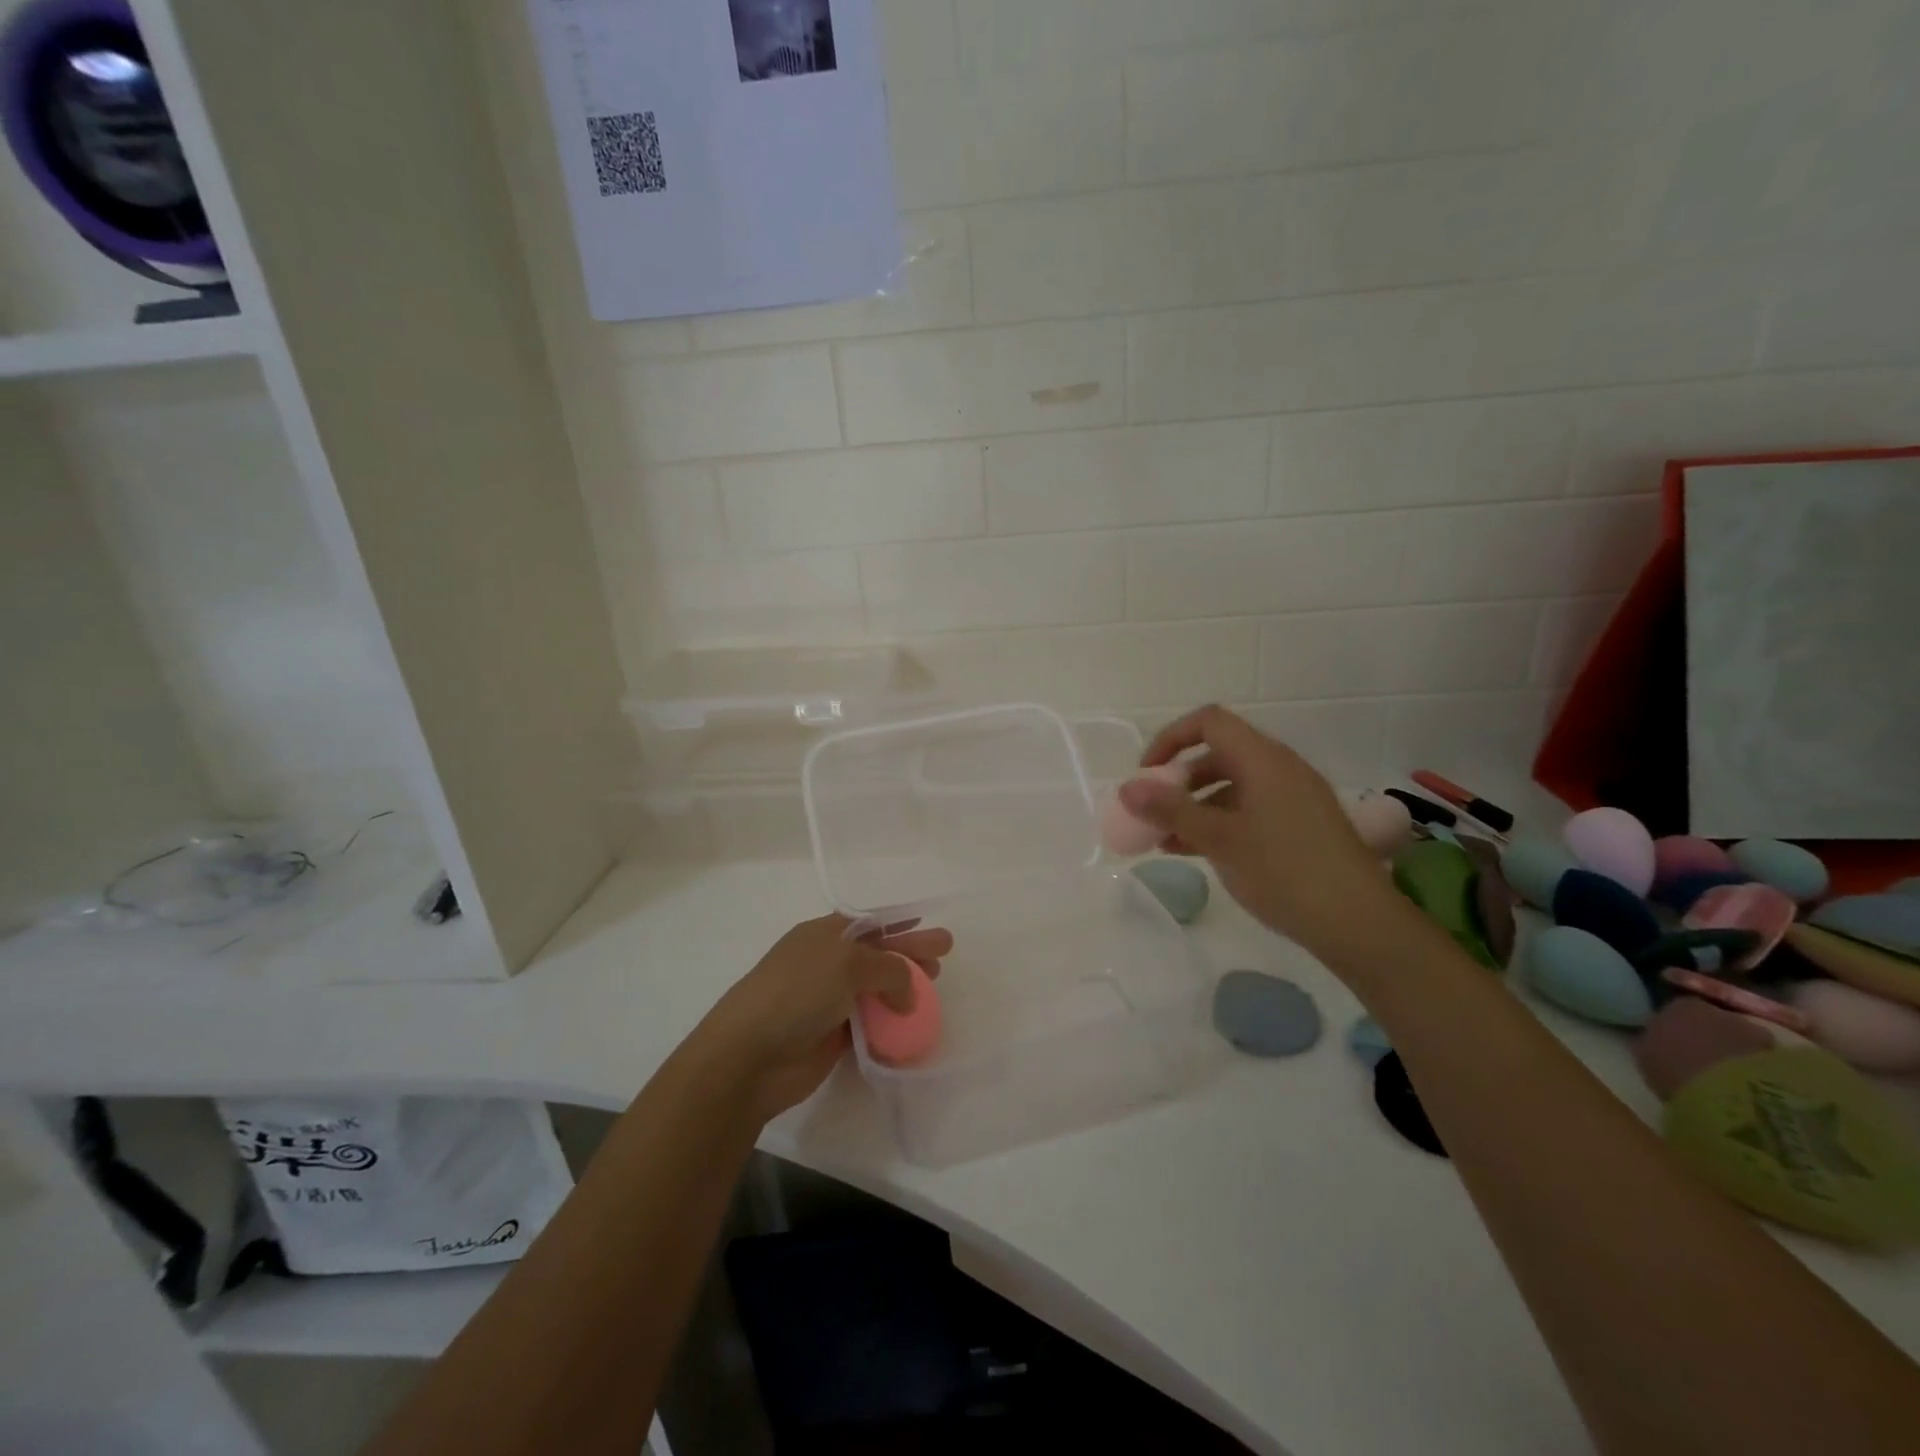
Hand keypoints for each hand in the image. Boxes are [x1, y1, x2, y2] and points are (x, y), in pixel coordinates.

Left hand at [697, 914, 953, 1121]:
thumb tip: (908, 994)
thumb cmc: (797, 992)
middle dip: (911, 951)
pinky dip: (892, 1022)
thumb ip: (889, 969)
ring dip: (905, 988)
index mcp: (825, 934)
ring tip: (935, 987)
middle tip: (944, 955)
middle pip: (879, 953)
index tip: (927, 923)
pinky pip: (871, 1023)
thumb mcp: (847, 963)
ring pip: (877, 989)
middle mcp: (827, 963)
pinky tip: (913, 1024)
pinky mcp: (833, 1036)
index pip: (871, 923)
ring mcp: (829, 1001)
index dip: (899, 922)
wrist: (750, 1055)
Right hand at [1120, 704, 1394, 955]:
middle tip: (1152, 810)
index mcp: (1263, 759)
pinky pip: (1249, 810)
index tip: (1146, 774)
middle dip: (1178, 779)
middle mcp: (1280, 769)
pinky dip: (1218, 823)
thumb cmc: (1285, 872)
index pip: (1209, 722)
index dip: (1171, 739)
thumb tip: (1127, 787)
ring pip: (1231, 787)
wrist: (1360, 924)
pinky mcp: (1300, 826)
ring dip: (1194, 806)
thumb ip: (1171, 810)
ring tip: (1164, 839)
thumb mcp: (1219, 839)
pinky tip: (1193, 852)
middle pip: (1218, 754)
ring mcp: (1293, 798)